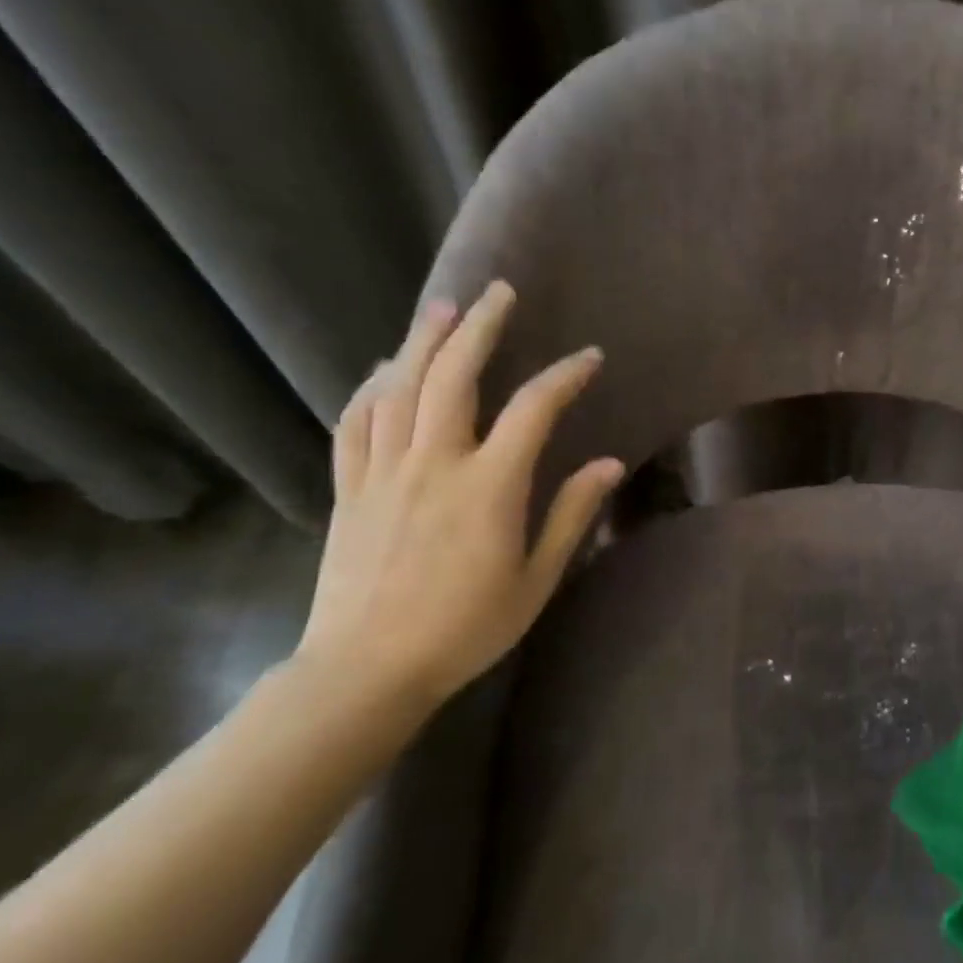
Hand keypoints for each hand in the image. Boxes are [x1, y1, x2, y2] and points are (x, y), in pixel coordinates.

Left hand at [295, 281, 623, 709]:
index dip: (565, 375)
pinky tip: (385, 369)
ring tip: (443, 308)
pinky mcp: (350, 488)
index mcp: (488, 486)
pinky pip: (356, 422)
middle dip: (480, 327)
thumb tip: (612, 463)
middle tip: (498, 292)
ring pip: (400, 387)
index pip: (534, 409)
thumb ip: (572, 514)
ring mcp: (384, 471)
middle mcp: (434, 463)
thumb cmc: (466, 627)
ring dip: (424, 341)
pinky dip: (371, 387)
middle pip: (453, 375)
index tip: (590, 357)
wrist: (366, 670)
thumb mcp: (536, 579)